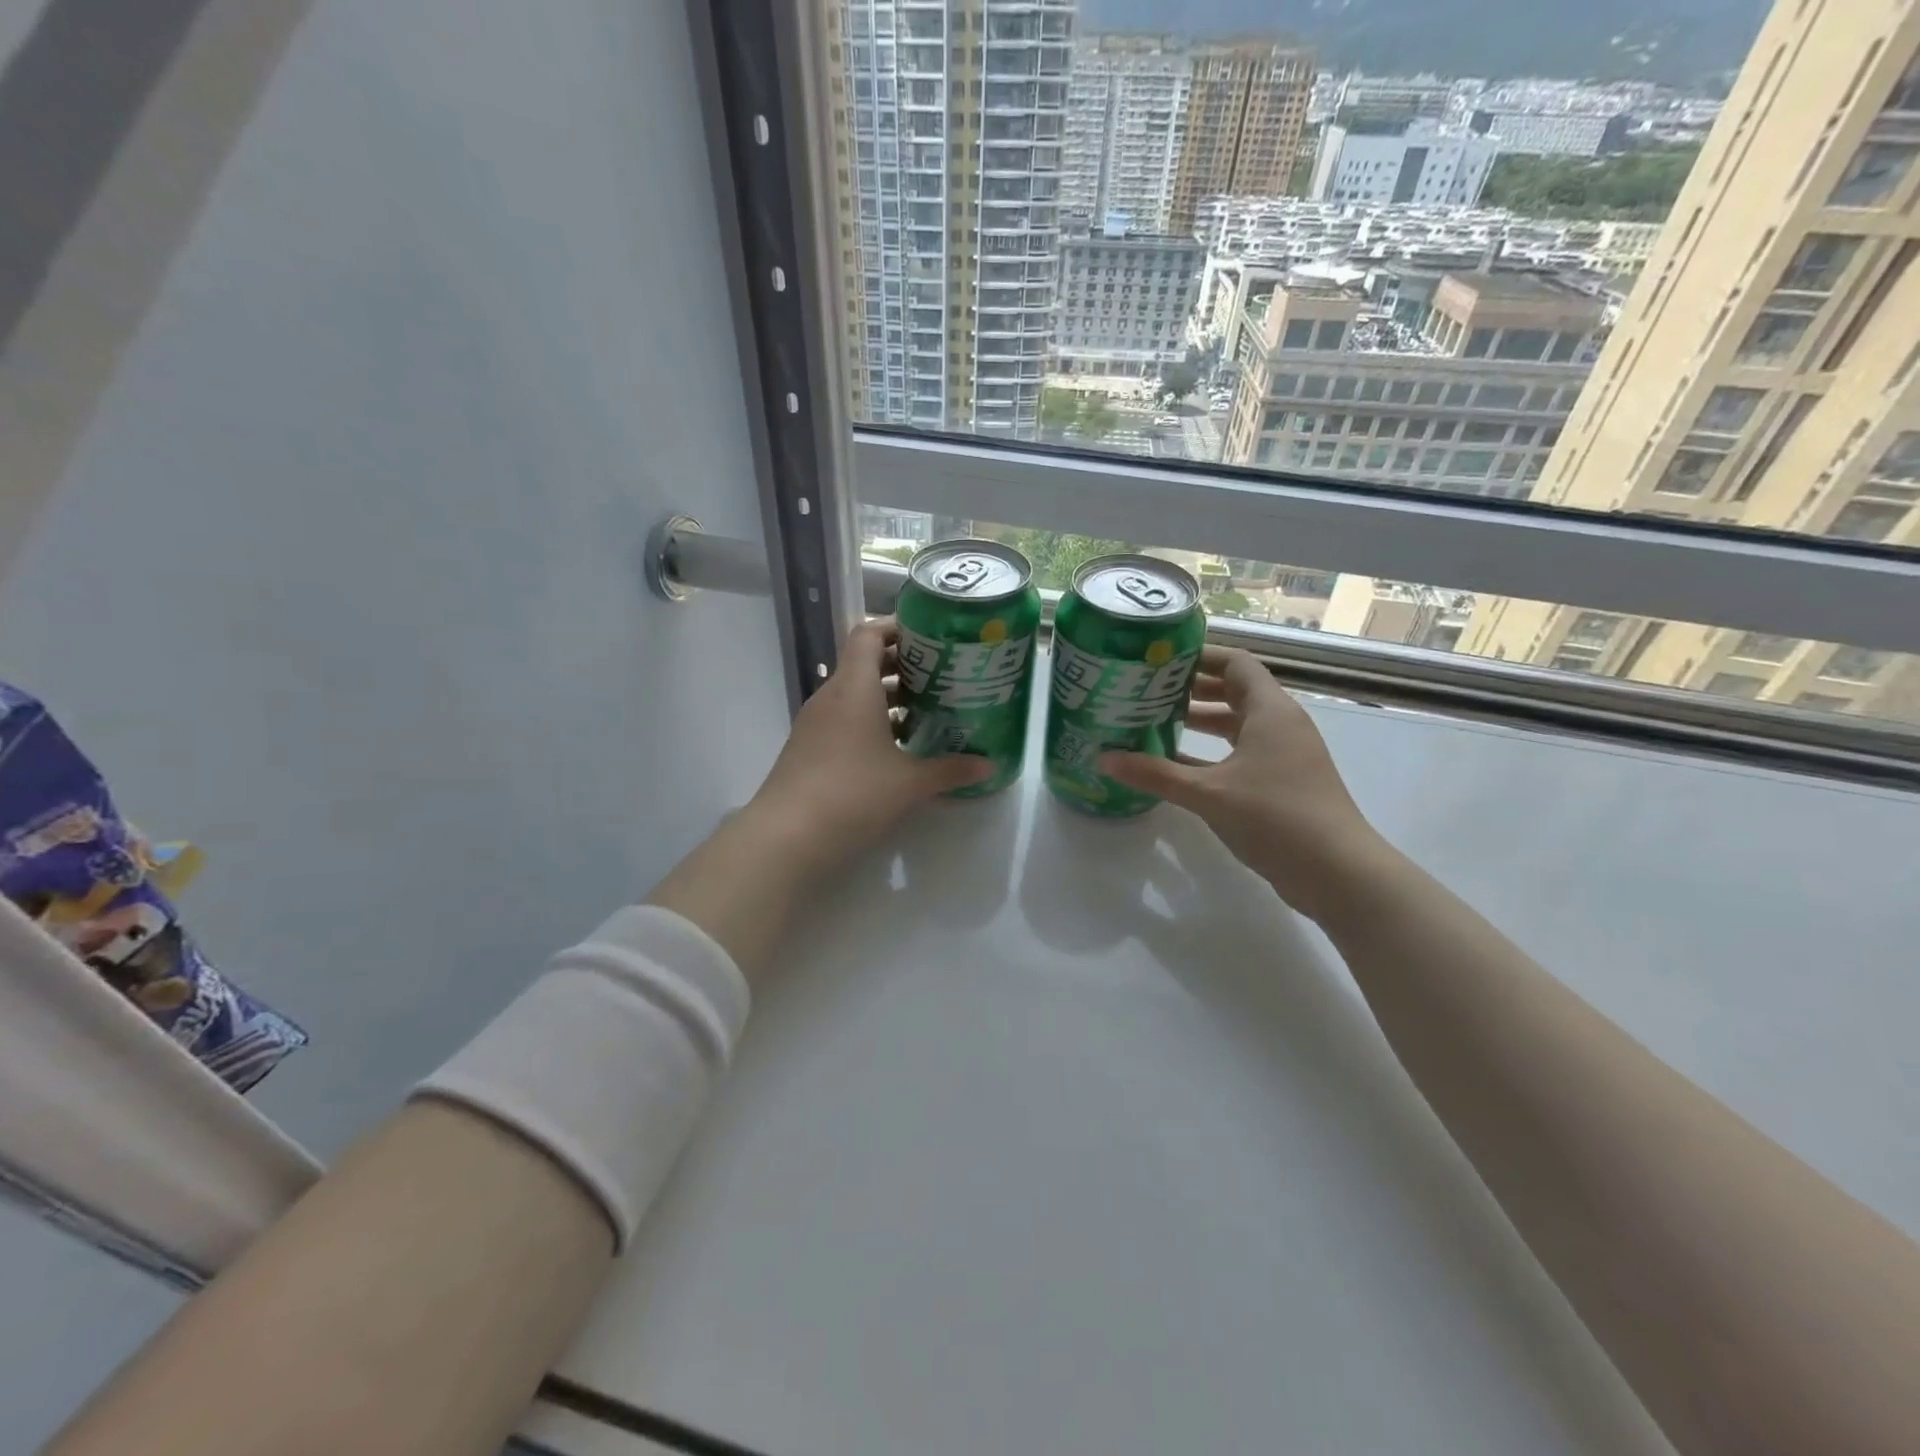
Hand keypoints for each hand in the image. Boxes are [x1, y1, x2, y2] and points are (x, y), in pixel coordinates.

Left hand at [745, 617, 989, 876]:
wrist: (787, 836)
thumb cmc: (853, 794)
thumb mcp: (910, 783)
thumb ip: (951, 770)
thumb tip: (990, 766)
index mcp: (854, 687)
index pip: (869, 634)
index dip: (898, 627)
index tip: (931, 636)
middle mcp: (831, 696)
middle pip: (864, 662)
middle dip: (903, 665)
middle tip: (941, 675)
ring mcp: (816, 723)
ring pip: (855, 694)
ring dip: (888, 697)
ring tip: (926, 710)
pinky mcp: (809, 748)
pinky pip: (844, 719)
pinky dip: (871, 721)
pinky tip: (897, 747)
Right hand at [1099, 645, 1387, 921]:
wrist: (1337, 872)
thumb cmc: (1274, 816)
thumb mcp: (1208, 793)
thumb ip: (1155, 773)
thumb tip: (1103, 758)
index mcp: (1269, 710)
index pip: (1235, 663)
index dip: (1199, 657)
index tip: (1160, 660)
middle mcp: (1279, 724)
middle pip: (1234, 692)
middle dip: (1192, 690)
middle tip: (1147, 691)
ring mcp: (1283, 755)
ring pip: (1236, 726)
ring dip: (1199, 723)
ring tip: (1153, 724)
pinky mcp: (1281, 783)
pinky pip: (1240, 754)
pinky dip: (1210, 754)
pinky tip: (1176, 766)